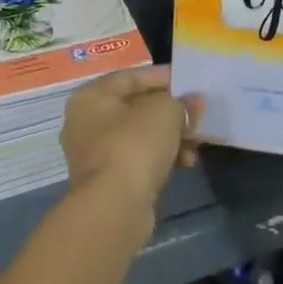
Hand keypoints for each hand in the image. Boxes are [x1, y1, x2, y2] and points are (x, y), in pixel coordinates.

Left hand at [61, 66, 202, 218]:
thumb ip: (181, 102)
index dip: (161, 76)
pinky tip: (185, 163)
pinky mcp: (107, 180)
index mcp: (91, 96)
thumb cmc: (135, 144)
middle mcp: (86, 122)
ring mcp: (94, 153)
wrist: (115, 207)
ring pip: (139, 135)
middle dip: (170, 110)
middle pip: (135, 107)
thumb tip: (193, 102)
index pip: (130, 77)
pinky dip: (161, 156)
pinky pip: (138, 158)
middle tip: (197, 113)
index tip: (188, 82)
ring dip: (170, 136)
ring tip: (196, 142)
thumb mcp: (165, 111)